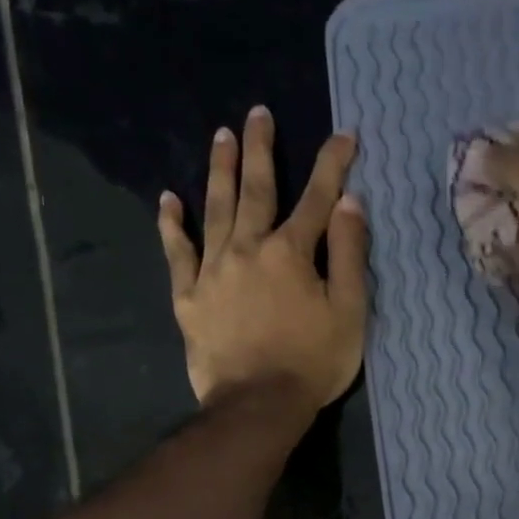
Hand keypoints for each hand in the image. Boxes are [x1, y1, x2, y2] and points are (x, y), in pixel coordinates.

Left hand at [159, 107, 368, 413]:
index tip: (344, 135)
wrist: (258, 405)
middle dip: (261, 149)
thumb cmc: (313, 362)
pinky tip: (168, 200)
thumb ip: (350, 255)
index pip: (317, 198)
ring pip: (215, 209)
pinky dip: (172, 225)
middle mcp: (248, 249)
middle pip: (256, 189)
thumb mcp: (349, 312)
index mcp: (291, 253)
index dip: (333, 164)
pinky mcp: (189, 297)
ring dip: (219, 170)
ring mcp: (213, 271)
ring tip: (221, 136)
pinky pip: (177, 253)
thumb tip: (349, 203)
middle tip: (258, 113)